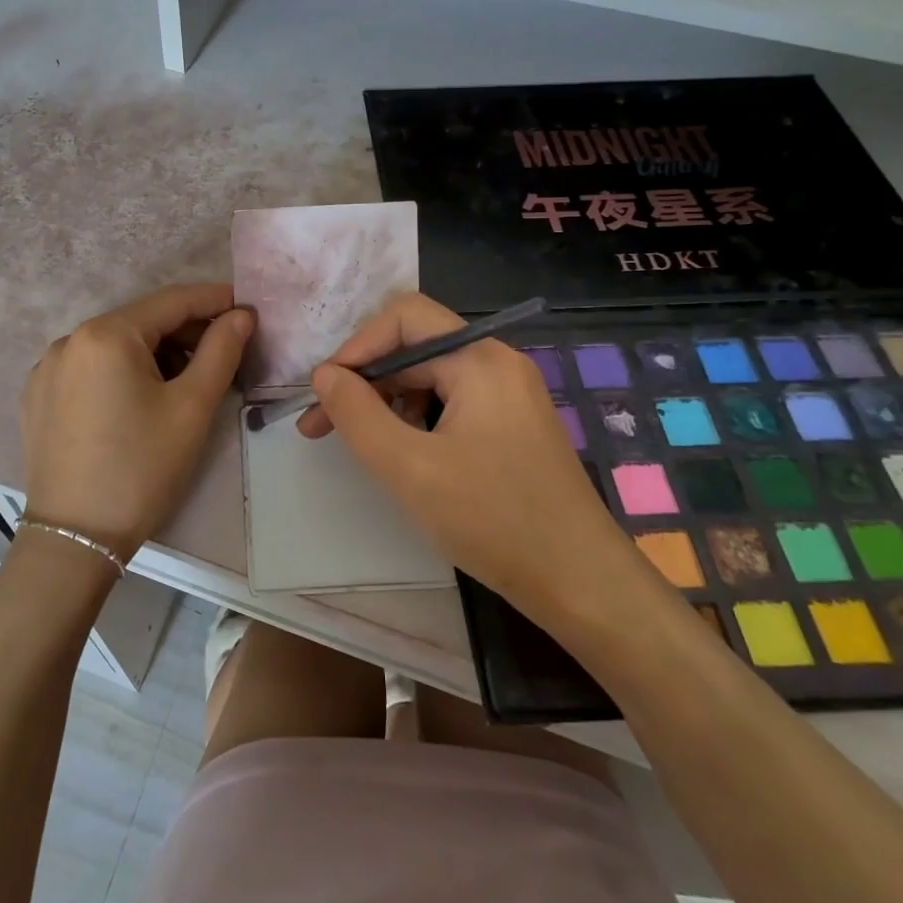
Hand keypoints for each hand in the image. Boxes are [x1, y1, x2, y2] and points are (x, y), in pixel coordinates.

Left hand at [22, 283, 251, 559]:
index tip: (248, 308)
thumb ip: (221, 351)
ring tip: (188, 380)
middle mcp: (70, 340)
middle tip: (226, 350)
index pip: (172, 301)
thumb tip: (240, 316)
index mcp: (106, 334)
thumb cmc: (142, 469)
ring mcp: (48, 368)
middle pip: (141, 322)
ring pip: (115, 345)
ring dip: (156, 353)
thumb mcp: (192, 408)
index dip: (215, 300)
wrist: (75, 538)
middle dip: (187, 331)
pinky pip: (90, 368)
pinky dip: (122, 371)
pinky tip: (140, 400)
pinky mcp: (38, 396)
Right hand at [299, 292, 649, 620]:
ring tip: (357, 444)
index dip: (357, 347)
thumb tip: (324, 374)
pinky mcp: (511, 425)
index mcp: (480, 359)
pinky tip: (400, 454)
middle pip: (415, 348)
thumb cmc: (493, 520)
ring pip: (429, 378)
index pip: (404, 318)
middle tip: (321, 426)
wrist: (581, 584)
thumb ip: (357, 414)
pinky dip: (415, 420)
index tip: (325, 392)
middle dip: (364, 381)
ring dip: (386, 403)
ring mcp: (509, 395)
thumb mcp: (408, 467)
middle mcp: (497, 363)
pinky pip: (450, 403)